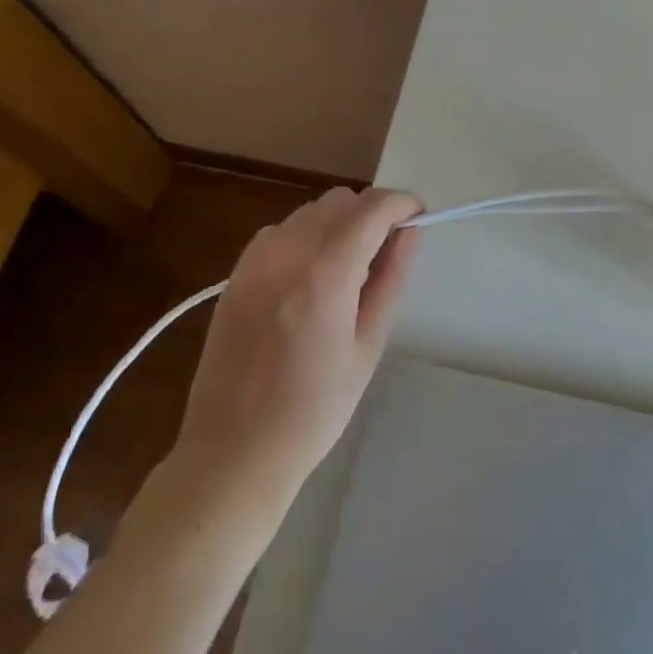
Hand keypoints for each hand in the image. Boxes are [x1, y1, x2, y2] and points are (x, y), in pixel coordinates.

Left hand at [170, 187, 422, 511]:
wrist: (233, 453)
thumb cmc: (314, 411)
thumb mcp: (367, 347)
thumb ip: (391, 279)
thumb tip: (412, 231)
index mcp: (325, 275)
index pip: (372, 209)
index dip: (403, 204)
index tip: (419, 220)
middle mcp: (286, 254)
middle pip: (341, 200)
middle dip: (373, 213)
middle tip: (387, 253)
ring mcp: (254, 261)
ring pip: (311, 210)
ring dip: (340, 222)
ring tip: (349, 268)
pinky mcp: (236, 274)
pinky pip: (282, 230)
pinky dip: (307, 235)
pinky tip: (311, 275)